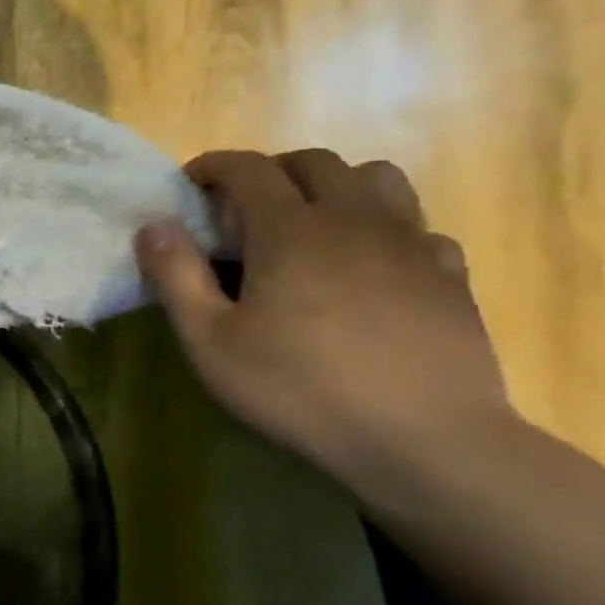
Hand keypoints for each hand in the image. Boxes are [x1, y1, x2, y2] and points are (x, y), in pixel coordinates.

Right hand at [133, 150, 512, 483]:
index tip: (190, 184)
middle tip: (243, 209)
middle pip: (315, 162)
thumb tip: (154, 225)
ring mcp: (411, 245)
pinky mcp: (450, 276)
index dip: (213, 166)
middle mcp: (354, 220)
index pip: (248, 168)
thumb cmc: (299, 389)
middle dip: (271, 171)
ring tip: (311, 225)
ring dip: (336, 186)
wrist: (425, 442)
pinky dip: (387, 230)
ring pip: (378, 179)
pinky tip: (371, 267)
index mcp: (291, 230)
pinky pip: (419, 228)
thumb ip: (176, 277)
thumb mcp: (210, 342)